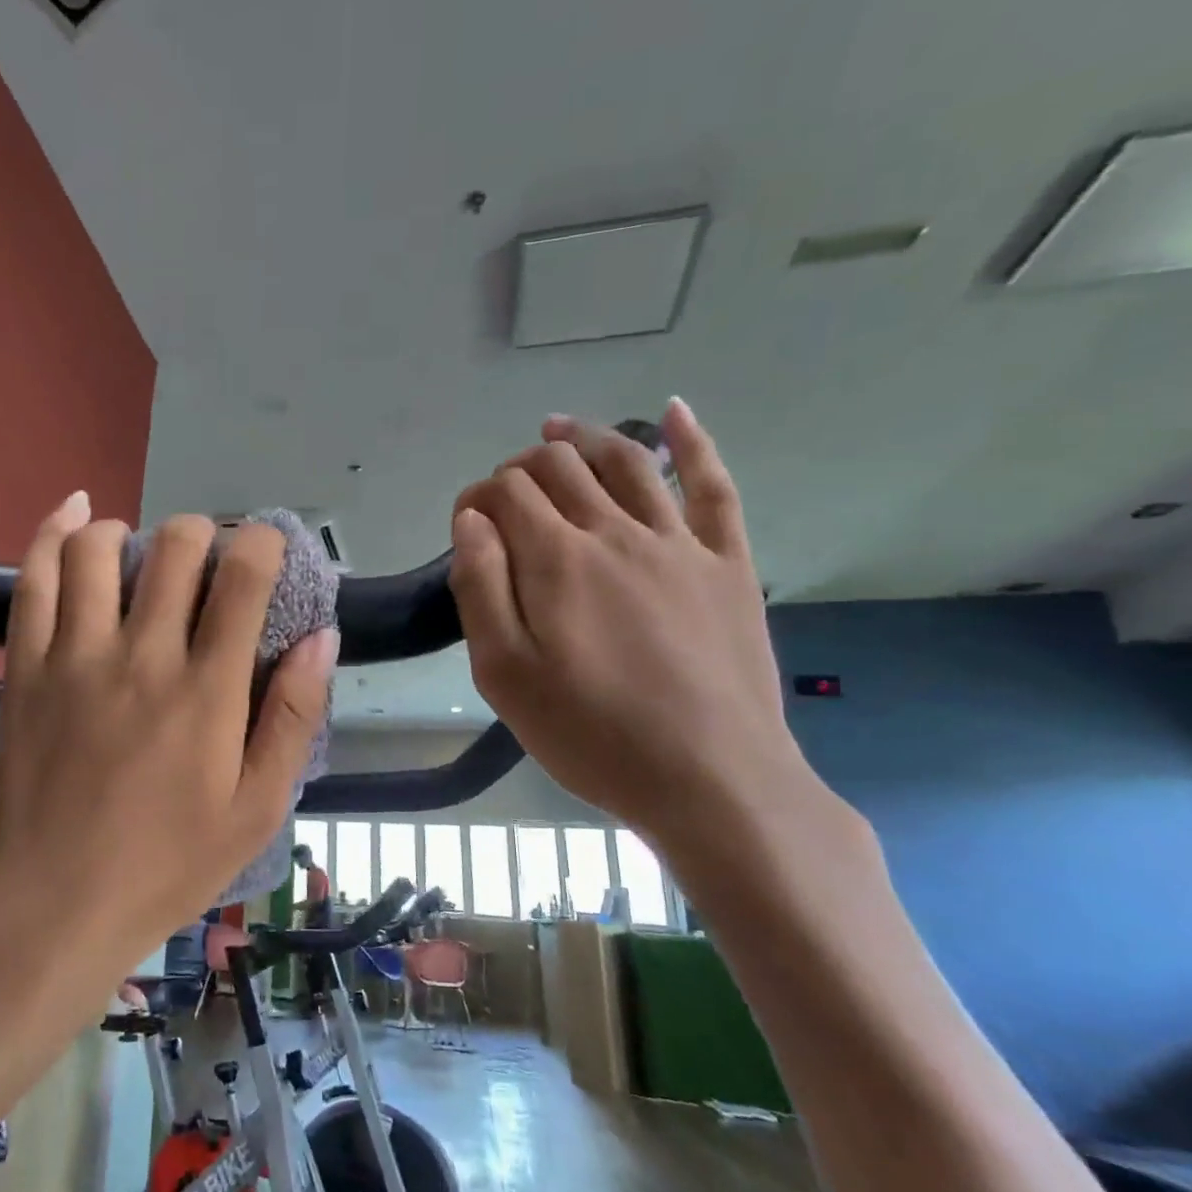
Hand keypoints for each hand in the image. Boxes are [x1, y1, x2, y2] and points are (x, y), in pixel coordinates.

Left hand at [0, 493, 337, 974]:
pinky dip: (55, 532)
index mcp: (208, 689)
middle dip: (202, 535)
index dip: (262, 544)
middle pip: (175, 546)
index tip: (265, 553)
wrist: (51, 904)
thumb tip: (321, 637)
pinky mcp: (26, 665)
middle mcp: (142, 654)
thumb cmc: (166, 865)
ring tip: (142, 554)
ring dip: (131, 532)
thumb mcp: (257, 809)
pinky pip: (35, 578)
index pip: (243, 578)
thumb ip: (295, 718)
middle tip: (206, 565)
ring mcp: (75, 654)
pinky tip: (76, 512)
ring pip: (99, 548)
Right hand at [448, 400, 824, 887]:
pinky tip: (678, 411)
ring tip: (557, 429)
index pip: (506, 494)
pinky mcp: (727, 564)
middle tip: (505, 492)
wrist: (711, 780)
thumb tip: (471, 521)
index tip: (465, 527)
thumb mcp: (504, 673)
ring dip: (585, 438)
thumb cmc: (590, 733)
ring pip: (628, 462)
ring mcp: (679, 543)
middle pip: (562, 468)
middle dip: (521, 467)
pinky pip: (713, 487)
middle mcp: (615, 533)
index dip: (476, 498)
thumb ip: (480, 588)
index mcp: (556, 560)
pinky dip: (694, 442)